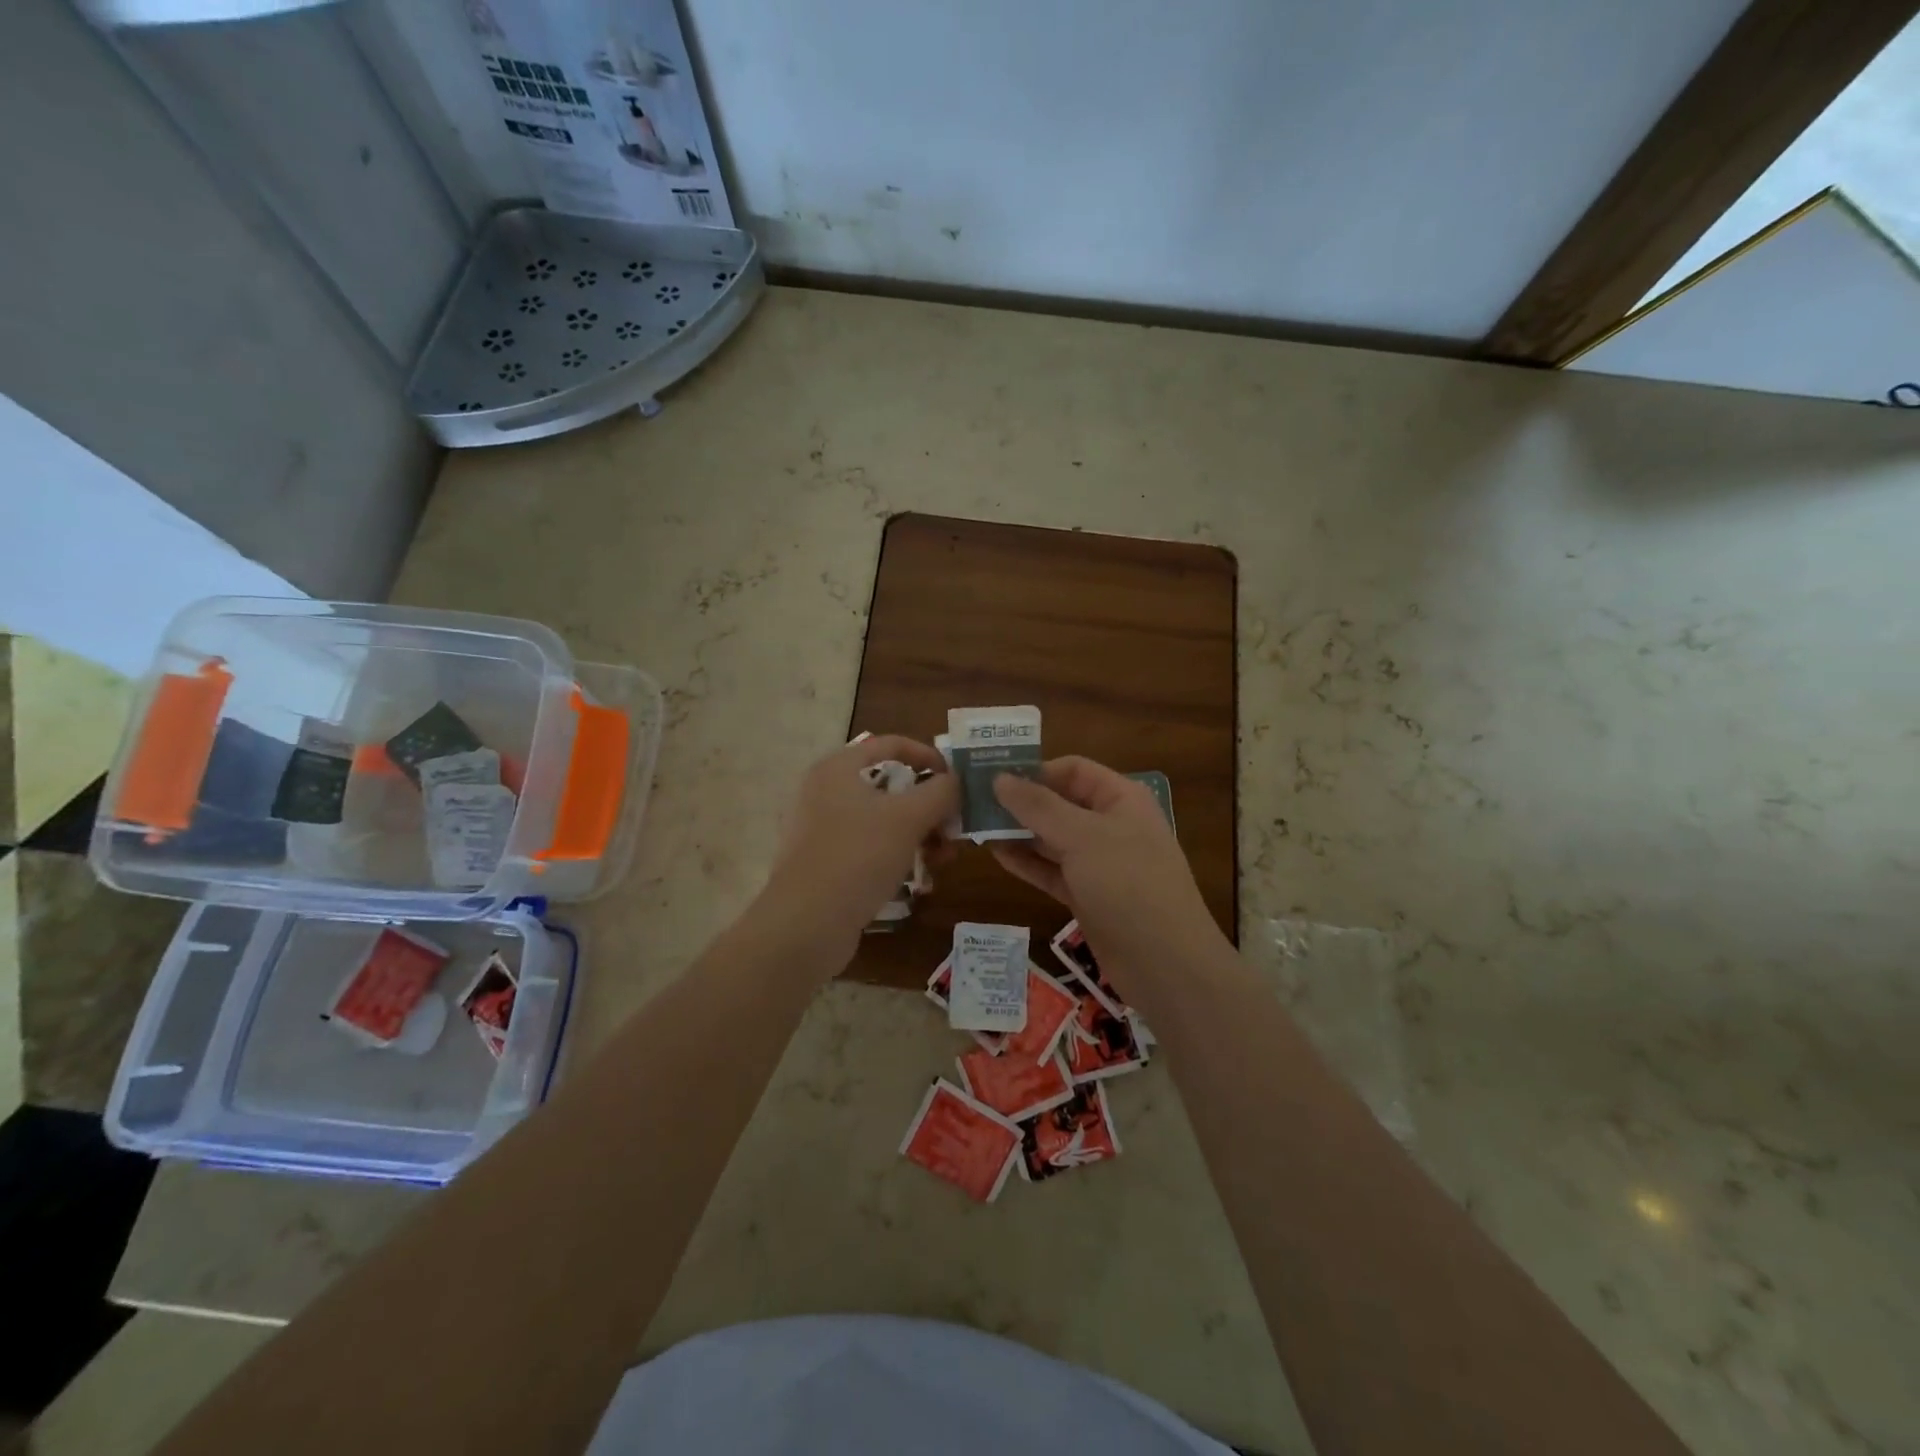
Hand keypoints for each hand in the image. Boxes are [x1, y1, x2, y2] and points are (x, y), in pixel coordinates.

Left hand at [754, 735, 957, 970]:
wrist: (805, 925)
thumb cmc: (857, 857)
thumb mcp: (908, 818)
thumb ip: (940, 792)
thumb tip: (956, 781)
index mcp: (837, 768)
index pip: (891, 744)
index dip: (929, 755)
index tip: (956, 780)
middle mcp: (824, 791)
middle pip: (890, 785)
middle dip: (929, 806)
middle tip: (954, 830)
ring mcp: (821, 829)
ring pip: (883, 819)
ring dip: (919, 833)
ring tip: (942, 859)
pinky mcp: (824, 862)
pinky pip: (869, 847)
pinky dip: (896, 854)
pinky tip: (919, 879)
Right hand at [991, 757, 1222, 1004]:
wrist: (1165, 964)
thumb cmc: (1128, 885)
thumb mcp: (1082, 837)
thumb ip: (1038, 806)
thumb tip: (999, 778)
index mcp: (1121, 799)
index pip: (1073, 770)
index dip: (1035, 769)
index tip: (992, 776)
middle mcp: (1110, 825)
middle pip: (1059, 803)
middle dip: (1020, 801)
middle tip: (974, 802)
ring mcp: (1099, 863)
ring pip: (1052, 838)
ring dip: (1018, 832)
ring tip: (976, 826)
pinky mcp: (1087, 895)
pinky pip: (1051, 870)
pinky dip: (1027, 862)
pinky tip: (996, 855)